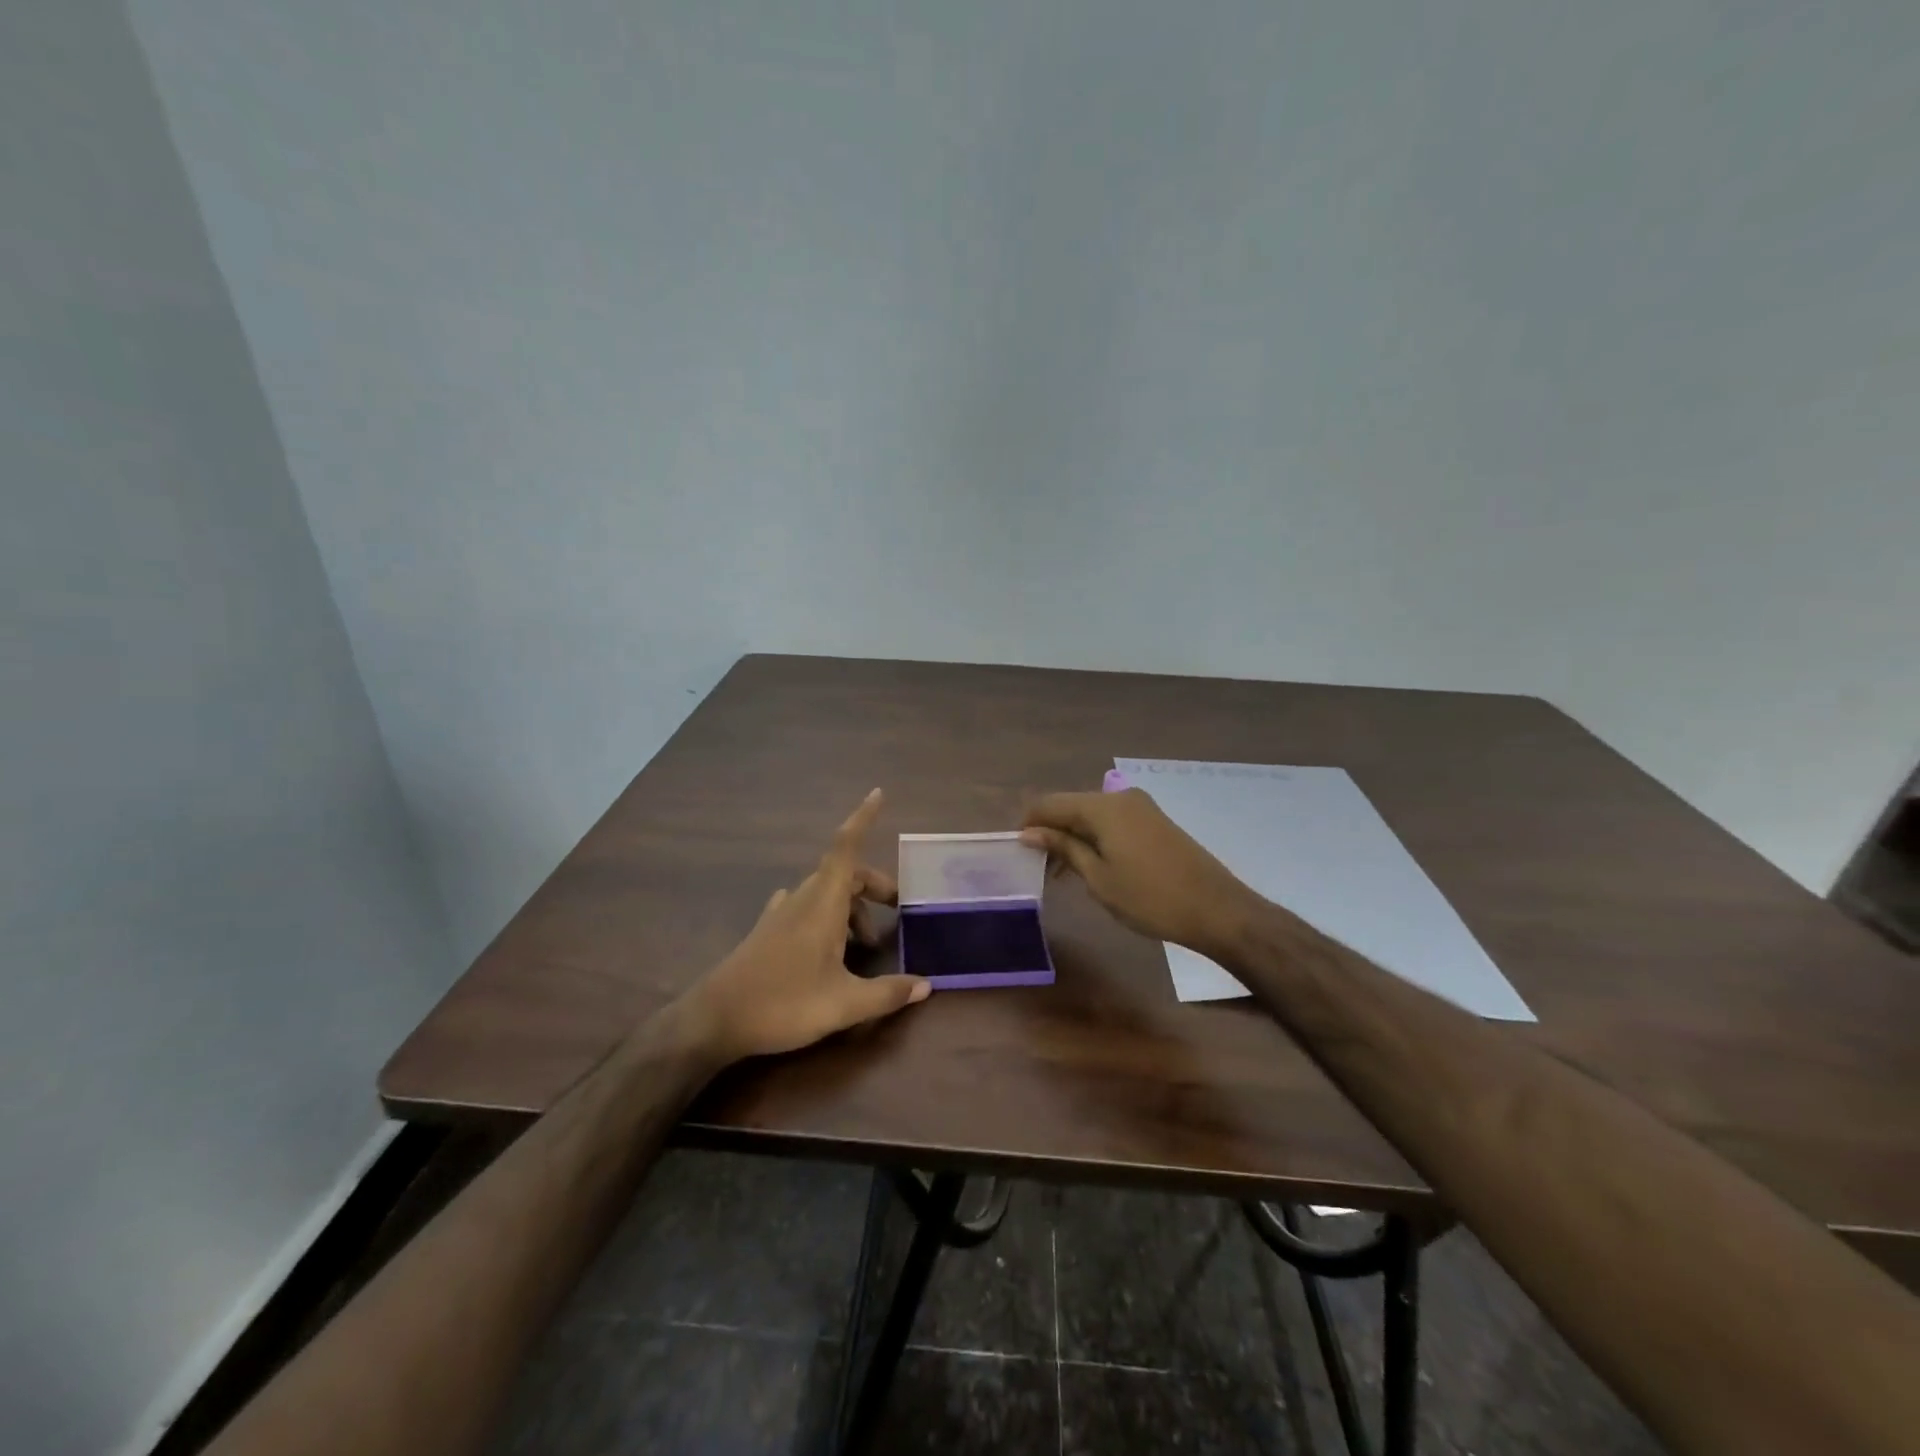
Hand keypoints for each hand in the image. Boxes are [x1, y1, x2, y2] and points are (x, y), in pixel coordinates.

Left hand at [677, 789, 930, 1062]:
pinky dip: (826, 915)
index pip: (846, 848)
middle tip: (897, 912)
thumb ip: (887, 993)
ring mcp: (781, 914)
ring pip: (825, 892)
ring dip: (852, 906)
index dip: (863, 819)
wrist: (714, 1021)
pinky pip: (804, 907)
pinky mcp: (767, 932)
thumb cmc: (783, 1004)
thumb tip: (926, 984)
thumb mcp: (844, 1004)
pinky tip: (828, 945)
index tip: (878, 793)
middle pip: (844, 873)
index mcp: (823, 903)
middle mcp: (802, 899)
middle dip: (874, 885)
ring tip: (865, 944)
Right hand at [1020, 788, 1258, 957]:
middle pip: (1072, 806)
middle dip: (1051, 831)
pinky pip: (1112, 822)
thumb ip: (1063, 848)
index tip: (1017, 851)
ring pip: (1092, 815)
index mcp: (1103, 806)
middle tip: (1037, 867)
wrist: (1217, 909)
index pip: (1050, 803)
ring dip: (1073, 837)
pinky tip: (1091, 865)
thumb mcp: (1098, 877)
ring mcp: (1141, 807)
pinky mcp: (1154, 821)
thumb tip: (1029, 832)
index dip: (1030, 823)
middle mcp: (1120, 797)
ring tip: (1061, 872)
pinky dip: (1095, 838)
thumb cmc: (1150, 897)